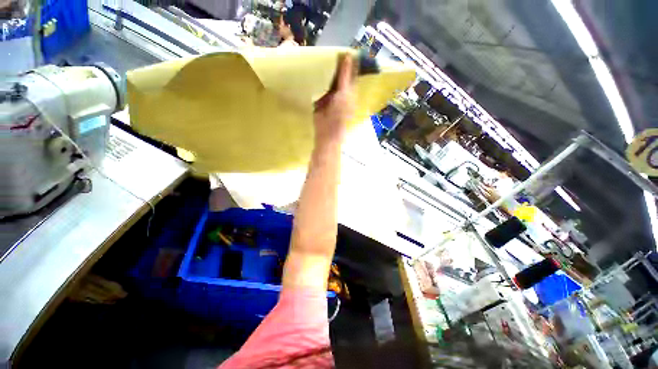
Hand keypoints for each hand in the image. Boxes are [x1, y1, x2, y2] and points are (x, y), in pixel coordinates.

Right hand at [313, 54, 355, 145]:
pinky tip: (313, 67)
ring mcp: (330, 94)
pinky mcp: (321, 98)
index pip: (350, 72)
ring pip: (329, 78)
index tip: (343, 46)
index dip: (348, 61)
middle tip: (329, 47)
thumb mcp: (344, 93)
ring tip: (320, 53)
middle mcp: (341, 90)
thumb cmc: (339, 114)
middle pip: (339, 74)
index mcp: (350, 90)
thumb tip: (348, 55)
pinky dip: (317, 77)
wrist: (327, 130)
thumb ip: (345, 76)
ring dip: (325, 69)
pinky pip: (320, 84)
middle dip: (335, 63)